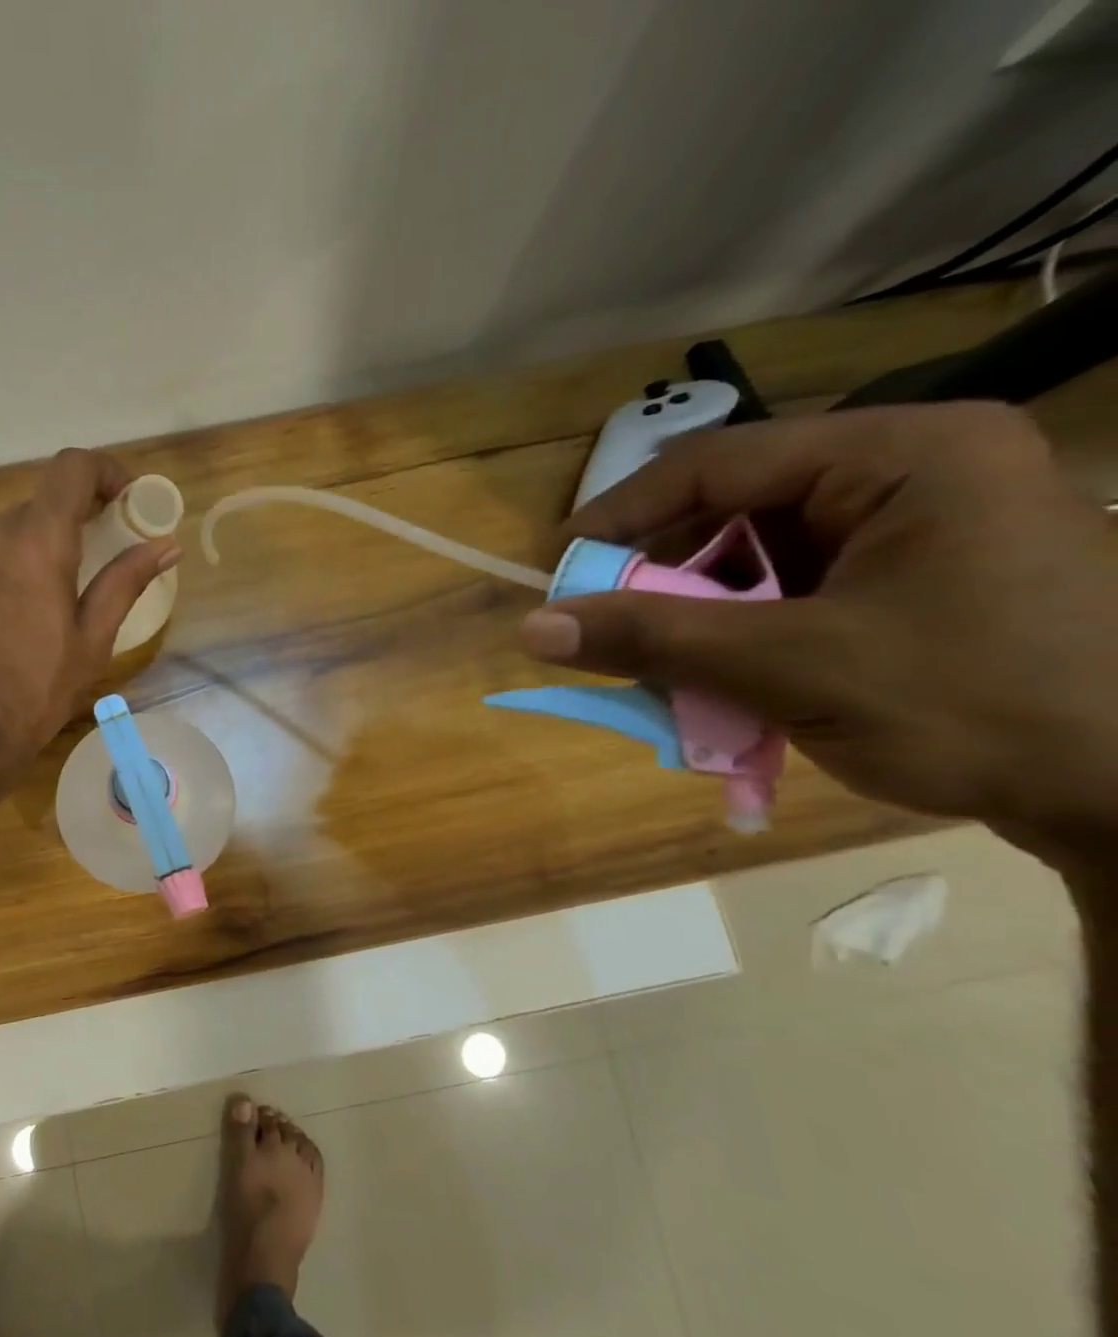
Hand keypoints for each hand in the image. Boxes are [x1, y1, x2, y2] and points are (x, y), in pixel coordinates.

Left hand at [0, 448, 180, 788]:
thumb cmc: (37, 690)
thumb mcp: (93, 639)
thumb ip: (127, 580)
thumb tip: (167, 545)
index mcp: (37, 541)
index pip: (73, 467)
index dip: (105, 471)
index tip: (122, 500)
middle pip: (40, 503)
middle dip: (70, 523)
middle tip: (90, 562)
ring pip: (4, 528)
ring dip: (31, 547)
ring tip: (41, 598)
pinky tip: (2, 610)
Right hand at [521, 403, 1117, 853]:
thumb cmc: (978, 706)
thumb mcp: (791, 667)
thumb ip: (654, 640)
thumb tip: (532, 628)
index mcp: (899, 455)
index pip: (715, 464)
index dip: (620, 517)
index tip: (557, 571)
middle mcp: (906, 473)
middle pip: (733, 512)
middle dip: (664, 582)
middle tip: (610, 635)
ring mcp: (916, 528)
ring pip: (756, 561)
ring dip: (699, 620)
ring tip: (669, 675)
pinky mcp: (915, 580)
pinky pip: (791, 595)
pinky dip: (742, 639)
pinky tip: (728, 685)